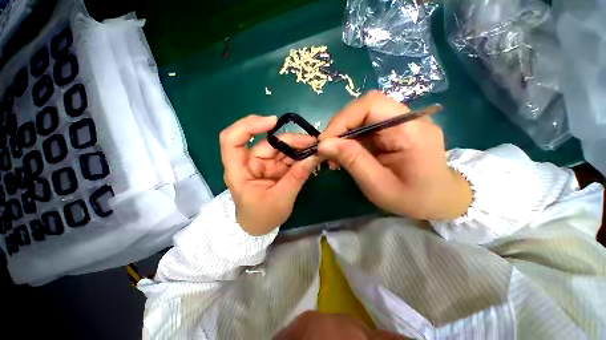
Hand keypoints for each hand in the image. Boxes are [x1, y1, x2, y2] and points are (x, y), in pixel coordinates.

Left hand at [220, 115, 319, 235]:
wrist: (260, 228)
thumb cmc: (262, 217)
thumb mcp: (281, 199)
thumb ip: (297, 177)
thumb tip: (314, 156)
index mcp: (239, 171)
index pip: (232, 140)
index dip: (249, 126)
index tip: (273, 122)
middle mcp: (250, 163)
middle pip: (268, 143)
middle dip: (291, 141)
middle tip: (313, 143)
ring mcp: (264, 164)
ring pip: (281, 148)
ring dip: (299, 147)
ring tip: (316, 148)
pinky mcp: (274, 167)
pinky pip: (288, 157)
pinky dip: (300, 156)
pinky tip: (312, 155)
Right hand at [318, 91, 471, 220]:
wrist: (439, 200)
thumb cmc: (413, 199)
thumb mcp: (378, 185)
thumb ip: (353, 161)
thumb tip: (324, 144)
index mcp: (411, 130)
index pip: (371, 105)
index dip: (342, 119)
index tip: (324, 142)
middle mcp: (407, 118)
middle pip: (364, 107)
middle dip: (340, 127)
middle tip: (326, 150)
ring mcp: (401, 122)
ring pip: (361, 116)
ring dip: (342, 134)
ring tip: (334, 157)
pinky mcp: (393, 129)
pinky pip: (365, 126)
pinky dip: (349, 139)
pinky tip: (344, 154)